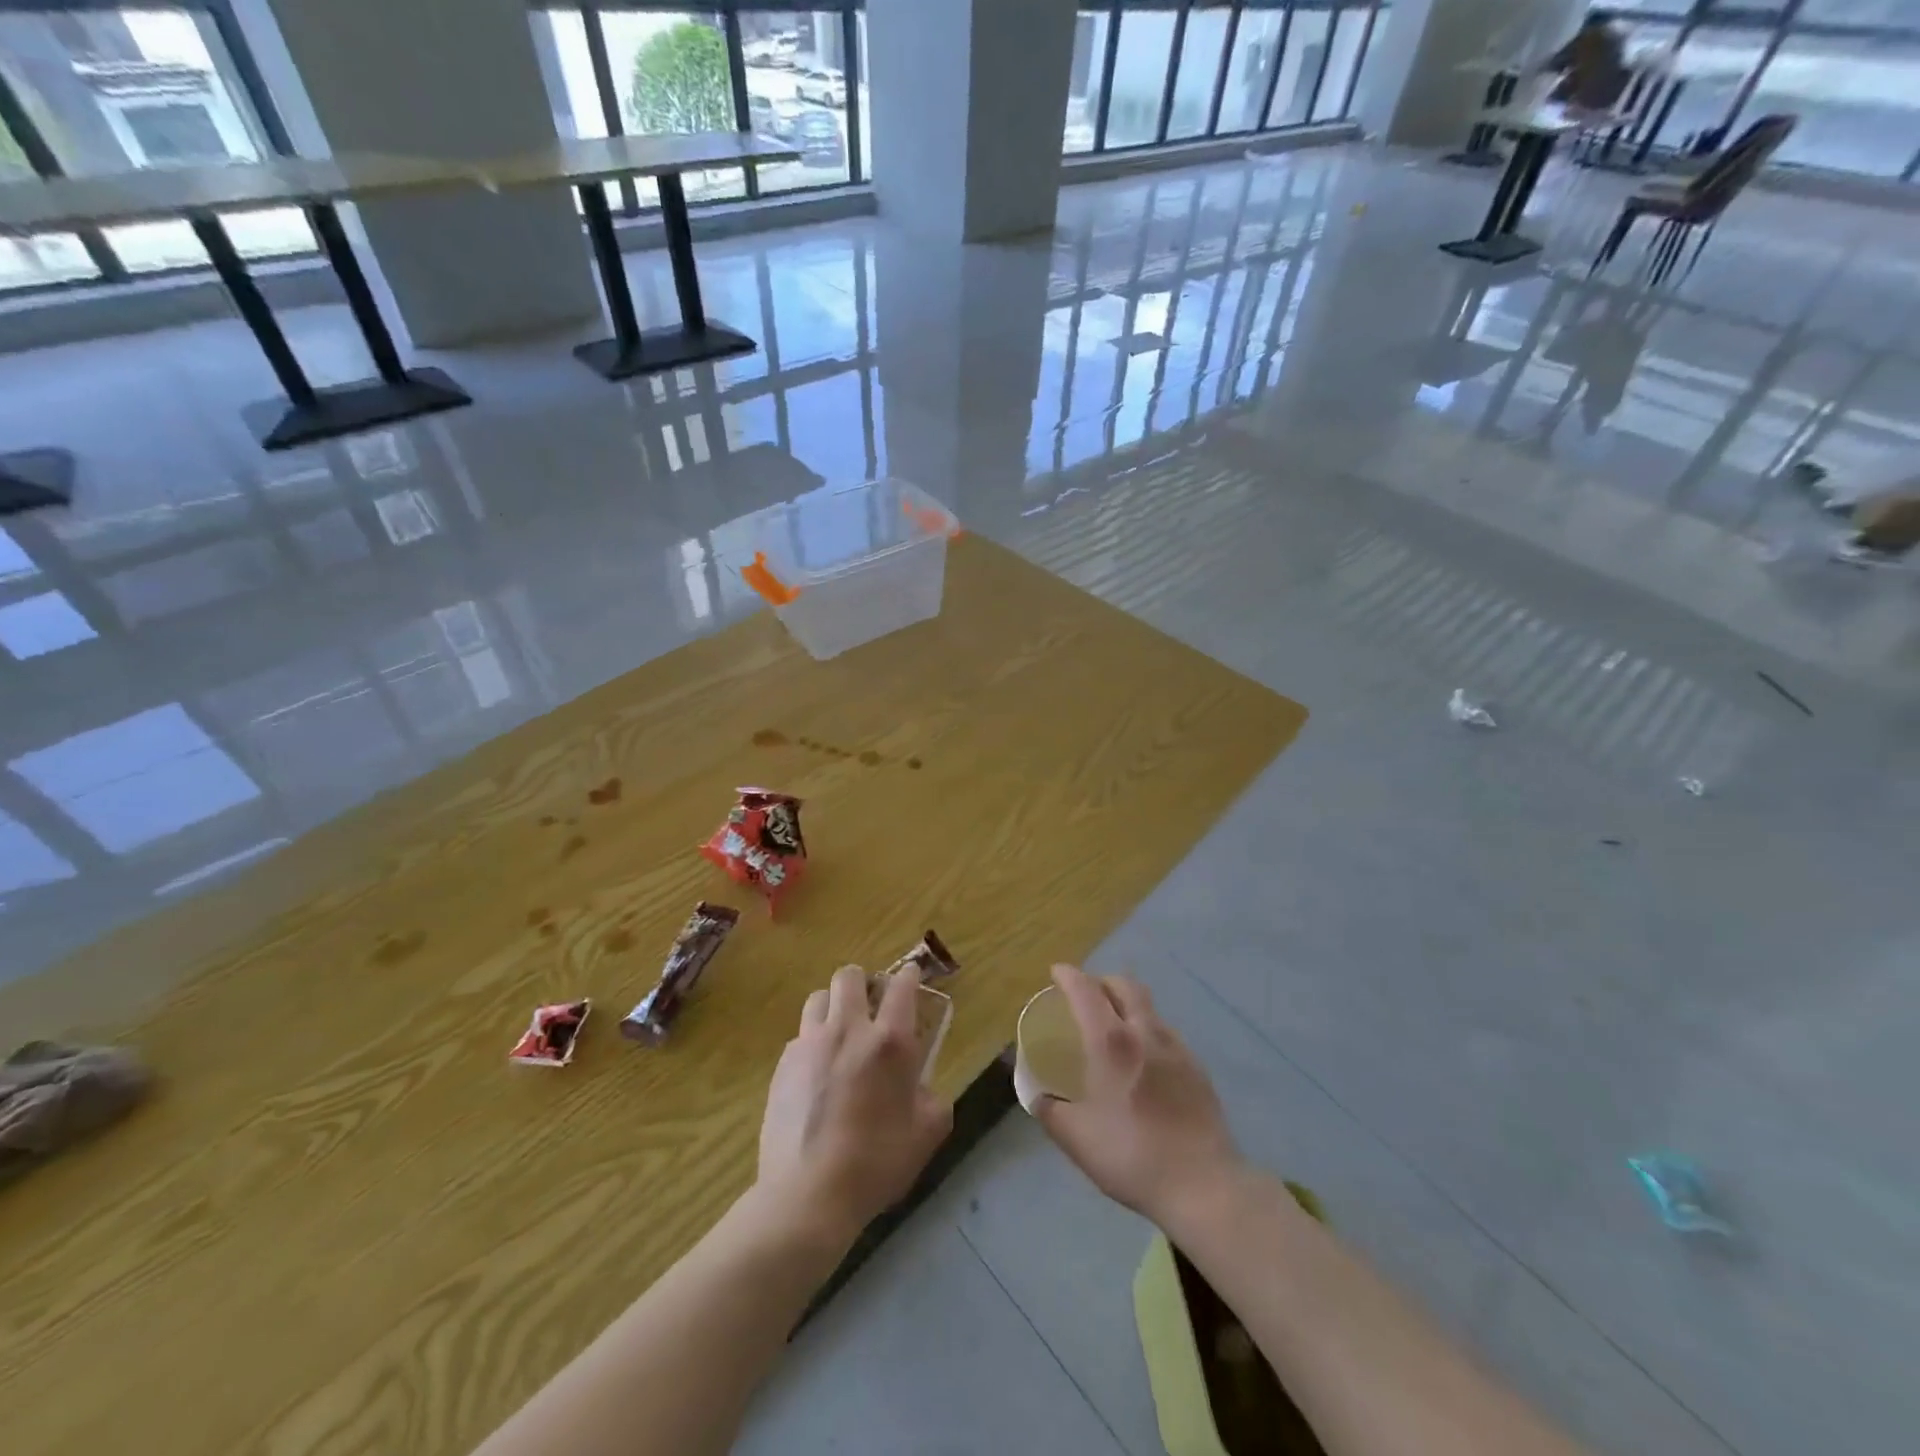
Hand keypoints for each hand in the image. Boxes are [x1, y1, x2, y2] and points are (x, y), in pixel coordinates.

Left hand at [755, 964, 952, 1246]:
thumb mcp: (926, 1134)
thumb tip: (921, 1086)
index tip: (910, 976)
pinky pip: (800, 1036)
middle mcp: (848, 1029)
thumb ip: (932, 1098)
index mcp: (889, 1041)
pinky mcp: (783, 1065)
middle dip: (863, 983)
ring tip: (839, 1033)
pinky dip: (812, 1043)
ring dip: (832, 1007)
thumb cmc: (875, 1164)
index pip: (901, 986)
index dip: (908, 975)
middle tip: (870, 1007)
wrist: (807, 1195)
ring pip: (818, 998)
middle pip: (850, 976)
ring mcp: (810, 1044)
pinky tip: (816, 1073)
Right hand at [1033, 963, 1242, 1230]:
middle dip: (1102, 981)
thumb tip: (1038, 1096)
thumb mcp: (1076, 1139)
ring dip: (1128, 1005)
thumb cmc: (1132, 1156)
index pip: (1086, 990)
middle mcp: (1145, 1033)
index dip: (1068, 976)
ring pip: (1149, 1008)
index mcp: (1111, 1042)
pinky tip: (1145, 1061)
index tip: (1056, 973)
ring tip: (1116, 1027)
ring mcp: (1177, 1048)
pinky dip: (1148, 1031)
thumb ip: (1050, 1111)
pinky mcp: (1198, 1068)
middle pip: (1124, 986)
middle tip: (1087, 995)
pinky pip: (1167, 1034)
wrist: (1203, 1184)